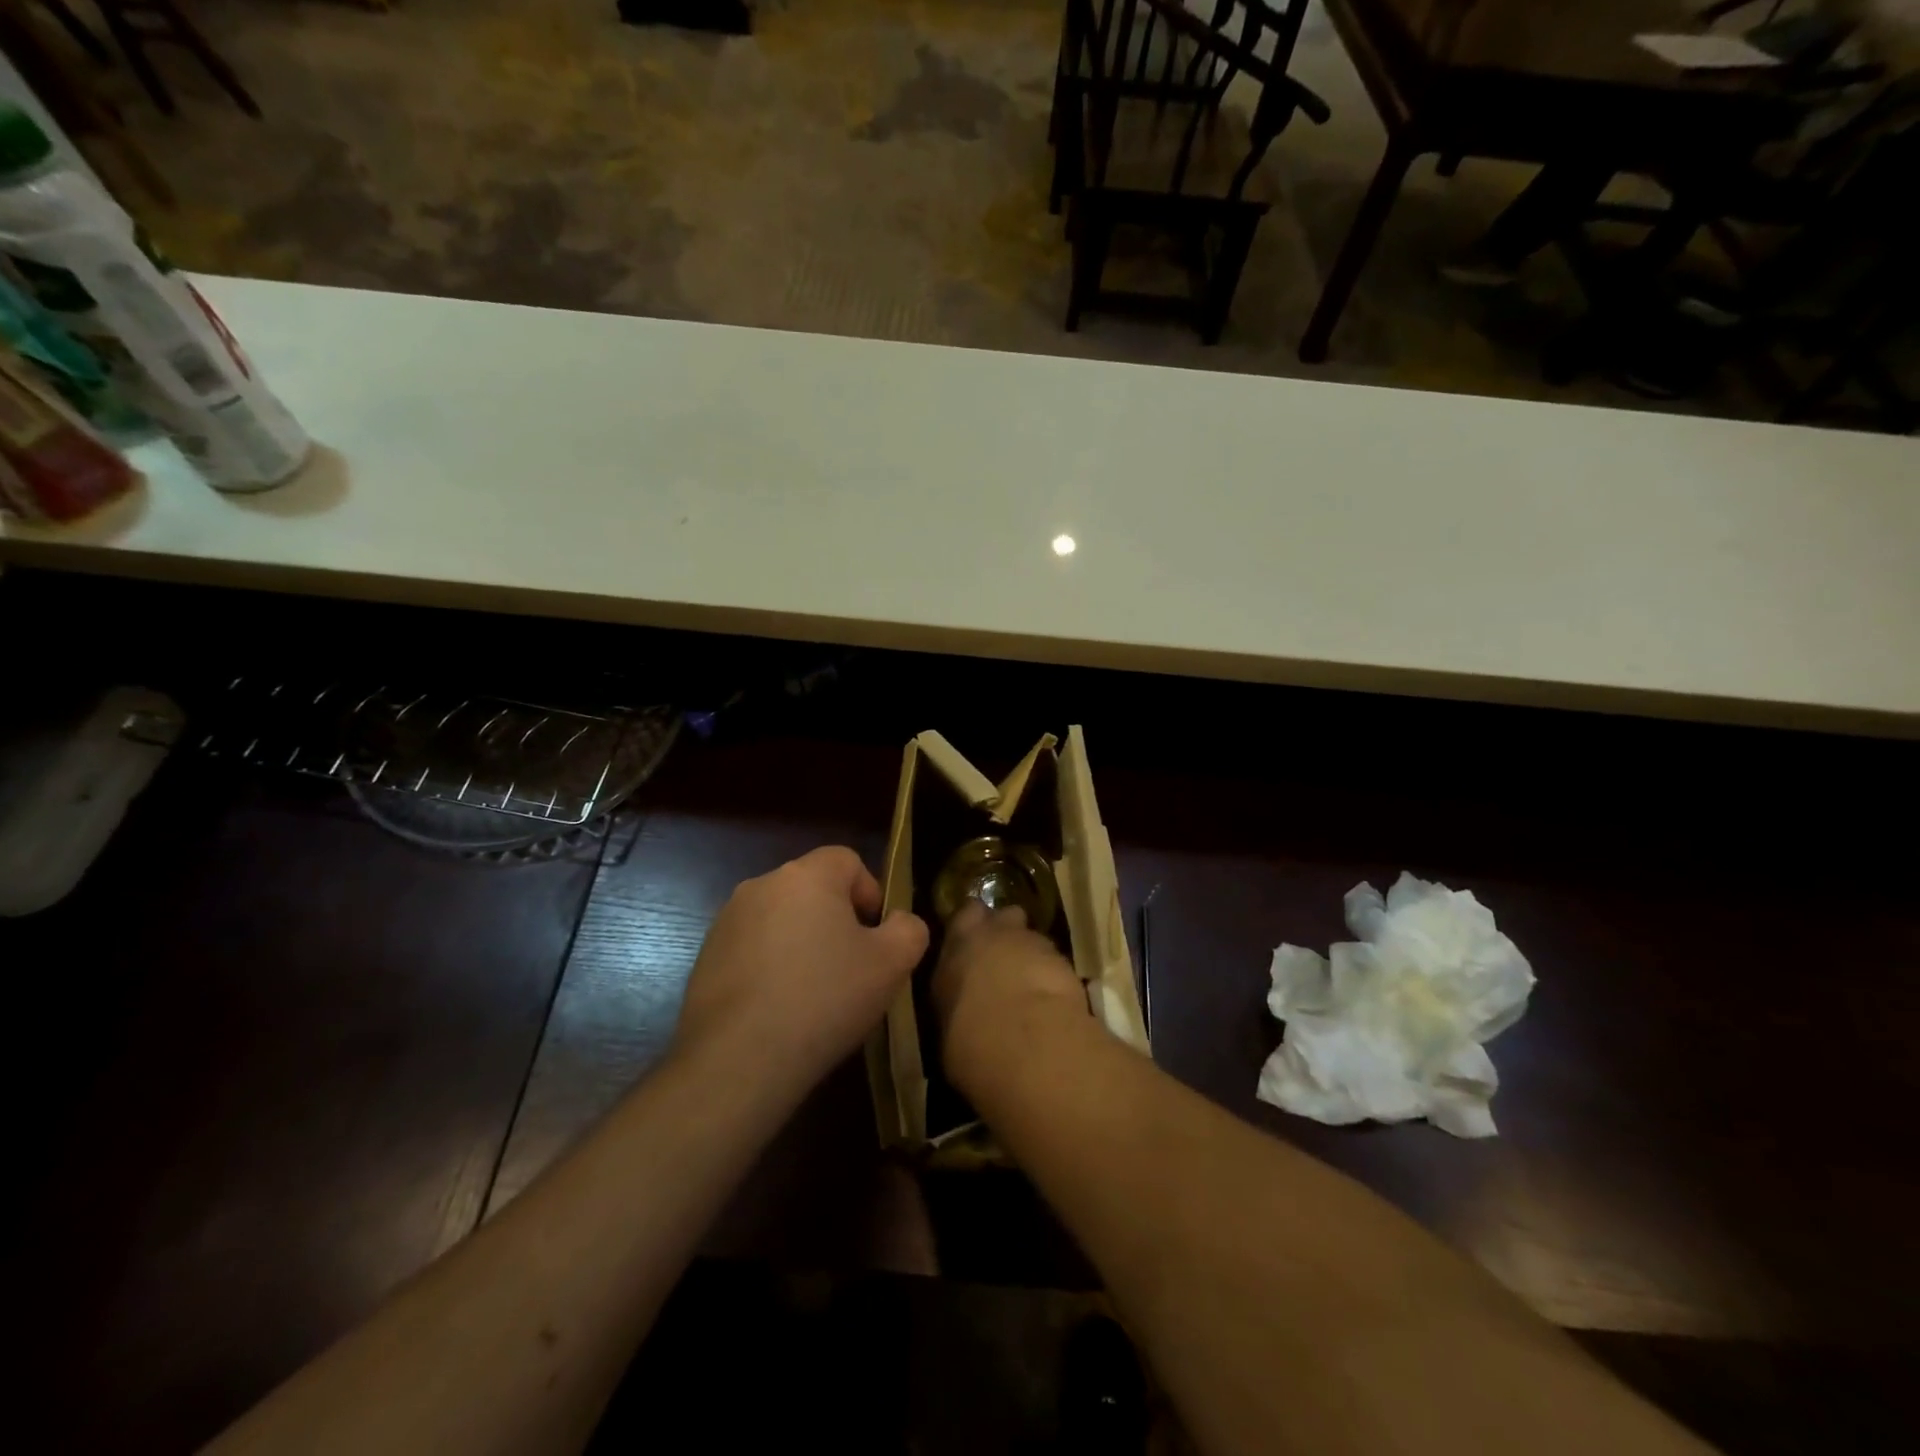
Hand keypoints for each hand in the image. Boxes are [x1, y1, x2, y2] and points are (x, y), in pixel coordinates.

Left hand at [673, 847, 928, 1105]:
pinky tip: (778, 1009)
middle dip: (836, 920)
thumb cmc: (824, 999)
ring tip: (813, 994)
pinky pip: (752, 948)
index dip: (870, 893)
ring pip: (781, 919)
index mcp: (806, 875)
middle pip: (813, 889)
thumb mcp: (892, 964)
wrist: (738, 1059)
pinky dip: (770, 966)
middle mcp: (762, 884)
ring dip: (801, 943)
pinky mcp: (705, 956)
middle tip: (851, 967)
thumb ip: (909, 929)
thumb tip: (899, 922)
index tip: (875, 937)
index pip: (848, 860)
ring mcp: (727, 920)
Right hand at [932, 900, 1089, 1098]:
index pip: (965, 914)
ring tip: (1029, 985)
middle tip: (1003, 958)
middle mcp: (993, 933)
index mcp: (957, 944)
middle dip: (1005, 931)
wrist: (1025, 1041)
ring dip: (1030, 955)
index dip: (972, 923)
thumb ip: (955, 1000)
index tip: (973, 941)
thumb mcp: (946, 1023)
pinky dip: (1052, 975)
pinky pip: (1055, 961)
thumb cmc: (970, 1038)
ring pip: (1031, 937)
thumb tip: (961, 1007)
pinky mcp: (1064, 960)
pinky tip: (1051, 999)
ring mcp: (1032, 942)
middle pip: (1003, 916)